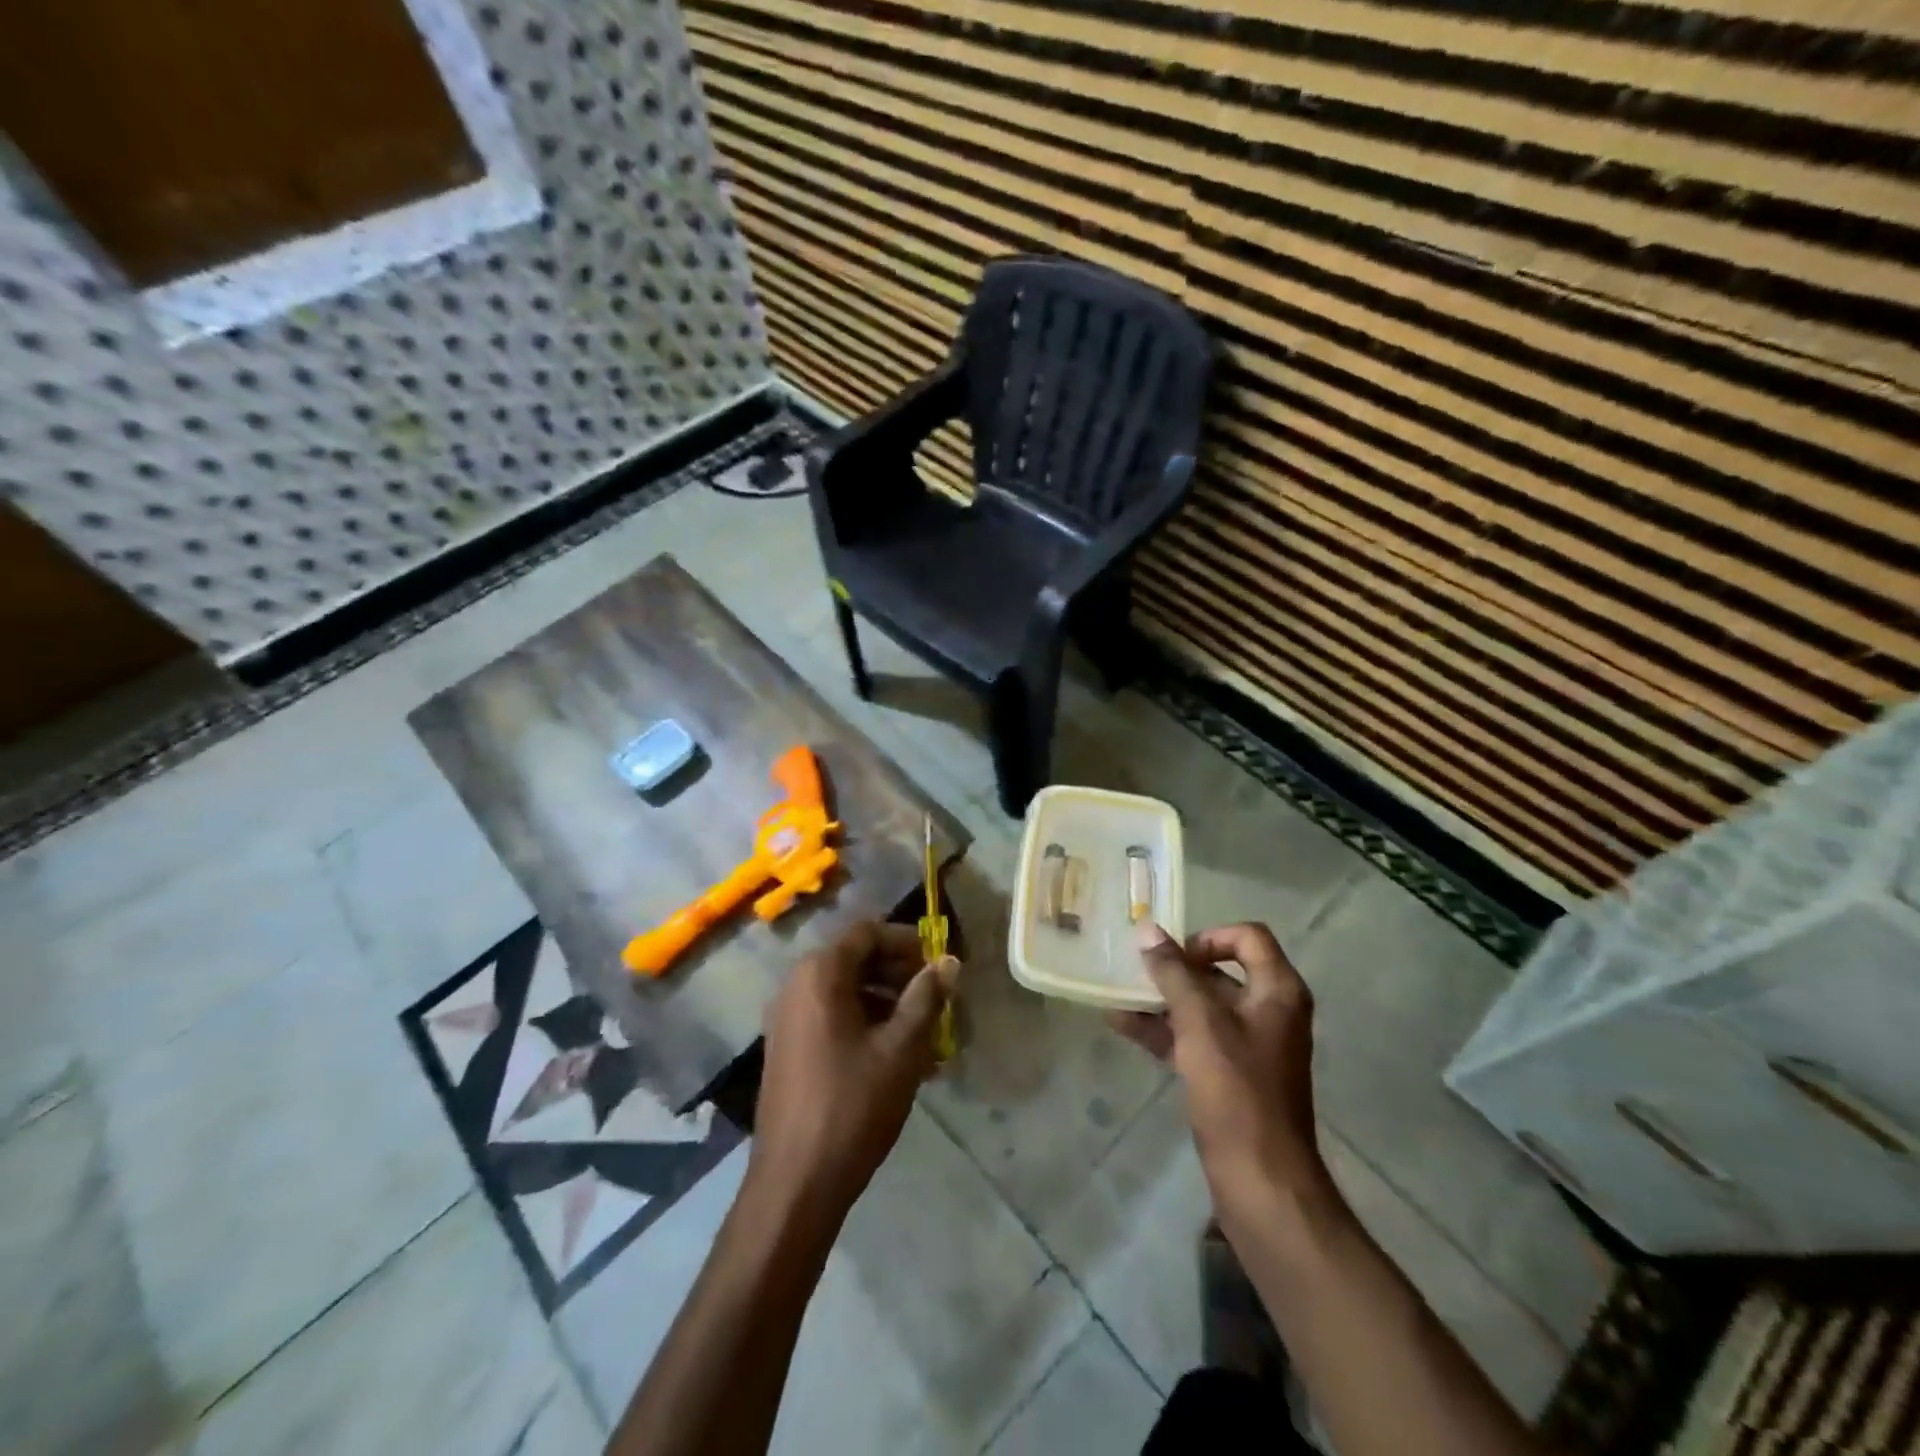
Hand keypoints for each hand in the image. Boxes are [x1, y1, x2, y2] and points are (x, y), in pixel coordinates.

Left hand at [748, 921, 956, 1226]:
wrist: (795, 1183)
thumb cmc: (853, 1105)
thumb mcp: (901, 1049)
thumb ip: (926, 998)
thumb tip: (949, 962)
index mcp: (820, 974)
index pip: (868, 933)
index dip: (907, 942)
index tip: (939, 963)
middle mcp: (797, 985)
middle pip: (856, 959)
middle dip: (900, 974)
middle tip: (937, 999)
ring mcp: (787, 1018)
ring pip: (847, 991)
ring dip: (888, 1003)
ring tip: (926, 1035)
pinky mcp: (788, 1048)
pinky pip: (832, 1018)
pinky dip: (866, 1025)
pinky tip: (897, 1058)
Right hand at [1111, 922, 1328, 1229]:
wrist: (1261, 1179)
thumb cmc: (1236, 1090)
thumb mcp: (1200, 1023)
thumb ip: (1173, 973)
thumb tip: (1148, 931)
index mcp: (1278, 991)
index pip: (1247, 937)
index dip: (1208, 937)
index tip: (1173, 955)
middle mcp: (1269, 1010)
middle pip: (1220, 971)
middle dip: (1175, 970)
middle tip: (1135, 970)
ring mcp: (1250, 1044)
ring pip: (1202, 1007)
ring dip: (1162, 1000)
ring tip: (1117, 995)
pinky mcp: (1231, 1074)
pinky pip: (1195, 1037)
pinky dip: (1164, 1030)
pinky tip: (1122, 1025)